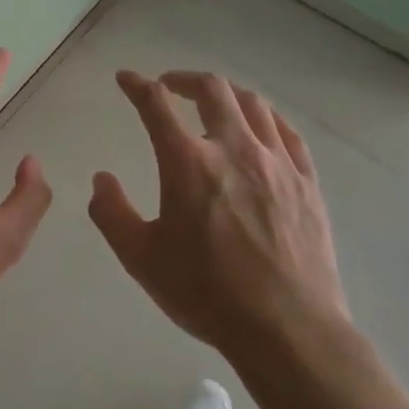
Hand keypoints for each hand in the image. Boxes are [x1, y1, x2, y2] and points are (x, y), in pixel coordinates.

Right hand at [89, 70, 349, 364]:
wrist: (287, 329)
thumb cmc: (207, 293)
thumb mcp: (141, 259)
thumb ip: (112, 213)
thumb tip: (101, 179)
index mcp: (188, 162)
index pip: (156, 104)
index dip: (137, 85)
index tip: (126, 79)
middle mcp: (233, 148)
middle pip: (212, 90)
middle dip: (184, 79)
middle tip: (170, 86)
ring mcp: (276, 163)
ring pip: (253, 104)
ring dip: (227, 93)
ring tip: (215, 100)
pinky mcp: (307, 182)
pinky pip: (288, 133)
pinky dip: (268, 118)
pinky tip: (261, 125)